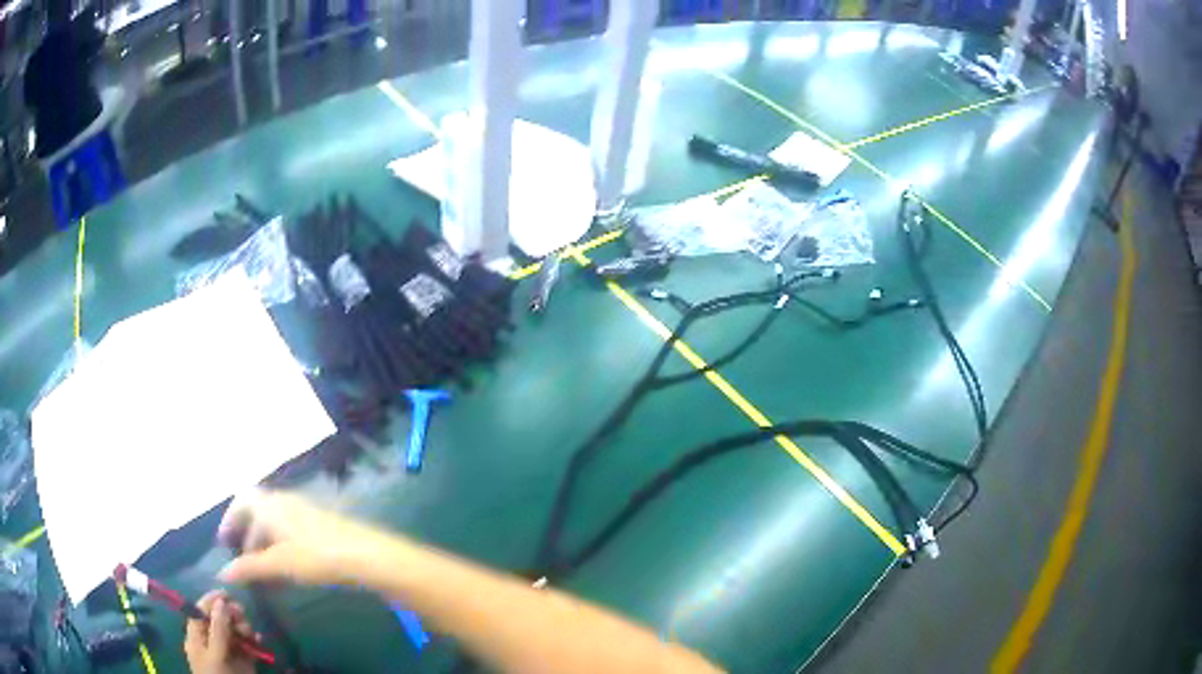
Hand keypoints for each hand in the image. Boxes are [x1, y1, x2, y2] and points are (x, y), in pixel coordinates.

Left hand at [183, 592, 256, 673]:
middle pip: (219, 619)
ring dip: (243, 627)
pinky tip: (259, 640)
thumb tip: (220, 602)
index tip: (227, 594)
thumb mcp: (215, 655)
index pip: (200, 611)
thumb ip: (217, 630)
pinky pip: (248, 646)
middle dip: (231, 614)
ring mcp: (228, 651)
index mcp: (197, 637)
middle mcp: (211, 641)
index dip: (211, 600)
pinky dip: (253, 641)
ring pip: (235, 631)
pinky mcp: (243, 661)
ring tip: (250, 633)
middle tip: (241, 614)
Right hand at [218, 490, 388, 586]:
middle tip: (245, 566)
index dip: (230, 518)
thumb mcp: (278, 564)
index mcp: (271, 504)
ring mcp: (306, 513)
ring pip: (277, 528)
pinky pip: (293, 535)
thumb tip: (222, 573)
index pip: (242, 499)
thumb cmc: (316, 556)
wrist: (366, 556)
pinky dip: (284, 551)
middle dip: (249, 540)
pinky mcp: (323, 527)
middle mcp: (286, 502)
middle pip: (259, 515)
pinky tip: (290, 575)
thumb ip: (249, 567)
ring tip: (266, 577)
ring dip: (267, 549)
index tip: (225, 542)